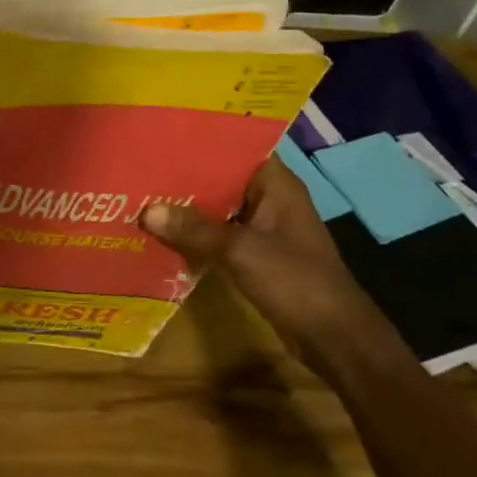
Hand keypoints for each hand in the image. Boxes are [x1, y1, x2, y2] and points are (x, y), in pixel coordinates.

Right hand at [141, 158, 384, 361]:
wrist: (335, 339)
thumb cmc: (296, 282)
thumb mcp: (241, 251)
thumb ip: (194, 229)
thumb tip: (146, 211)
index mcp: (276, 184)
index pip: (236, 147)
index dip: (201, 141)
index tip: (163, 136)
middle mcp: (270, 199)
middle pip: (221, 178)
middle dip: (185, 176)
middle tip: (141, 167)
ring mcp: (264, 228)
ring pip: (218, 208)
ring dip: (187, 208)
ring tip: (143, 196)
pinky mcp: (257, 255)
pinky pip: (219, 235)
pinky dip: (196, 234)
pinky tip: (163, 234)